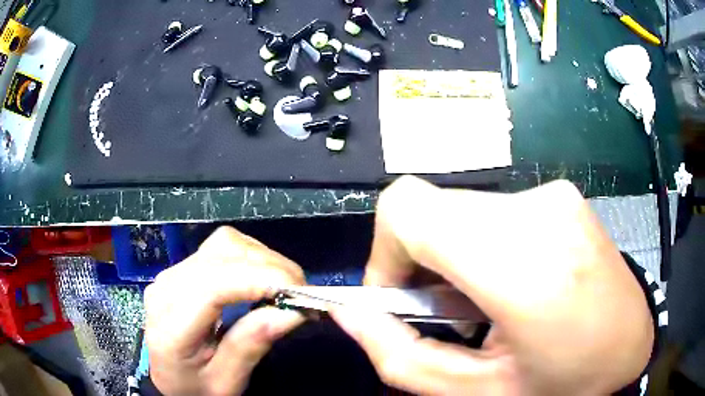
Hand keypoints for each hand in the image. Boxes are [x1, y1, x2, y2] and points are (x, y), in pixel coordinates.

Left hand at [145, 226, 305, 395]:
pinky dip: (251, 258)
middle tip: (300, 294)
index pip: (212, 286)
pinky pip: (221, 248)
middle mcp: (166, 287)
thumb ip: (250, 346)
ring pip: (224, 243)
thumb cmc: (196, 387)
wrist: (171, 378)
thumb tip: (292, 312)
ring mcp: (173, 273)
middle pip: (221, 254)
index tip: (299, 292)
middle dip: (269, 267)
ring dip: (262, 259)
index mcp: (169, 325)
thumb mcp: (225, 382)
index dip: (258, 280)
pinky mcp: (183, 269)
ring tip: (285, 287)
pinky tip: (262, 280)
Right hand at [330, 176, 653, 394]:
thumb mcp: (475, 393)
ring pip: (462, 208)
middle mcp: (539, 211)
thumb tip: (348, 312)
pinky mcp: (562, 196)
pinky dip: (483, 244)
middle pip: (432, 206)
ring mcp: (555, 196)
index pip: (409, 209)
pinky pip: (494, 210)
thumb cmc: (562, 383)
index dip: (384, 249)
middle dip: (417, 258)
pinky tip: (511, 282)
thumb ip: (401, 356)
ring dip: (453, 253)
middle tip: (441, 309)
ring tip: (482, 301)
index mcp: (523, 265)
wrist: (629, 346)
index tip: (396, 295)